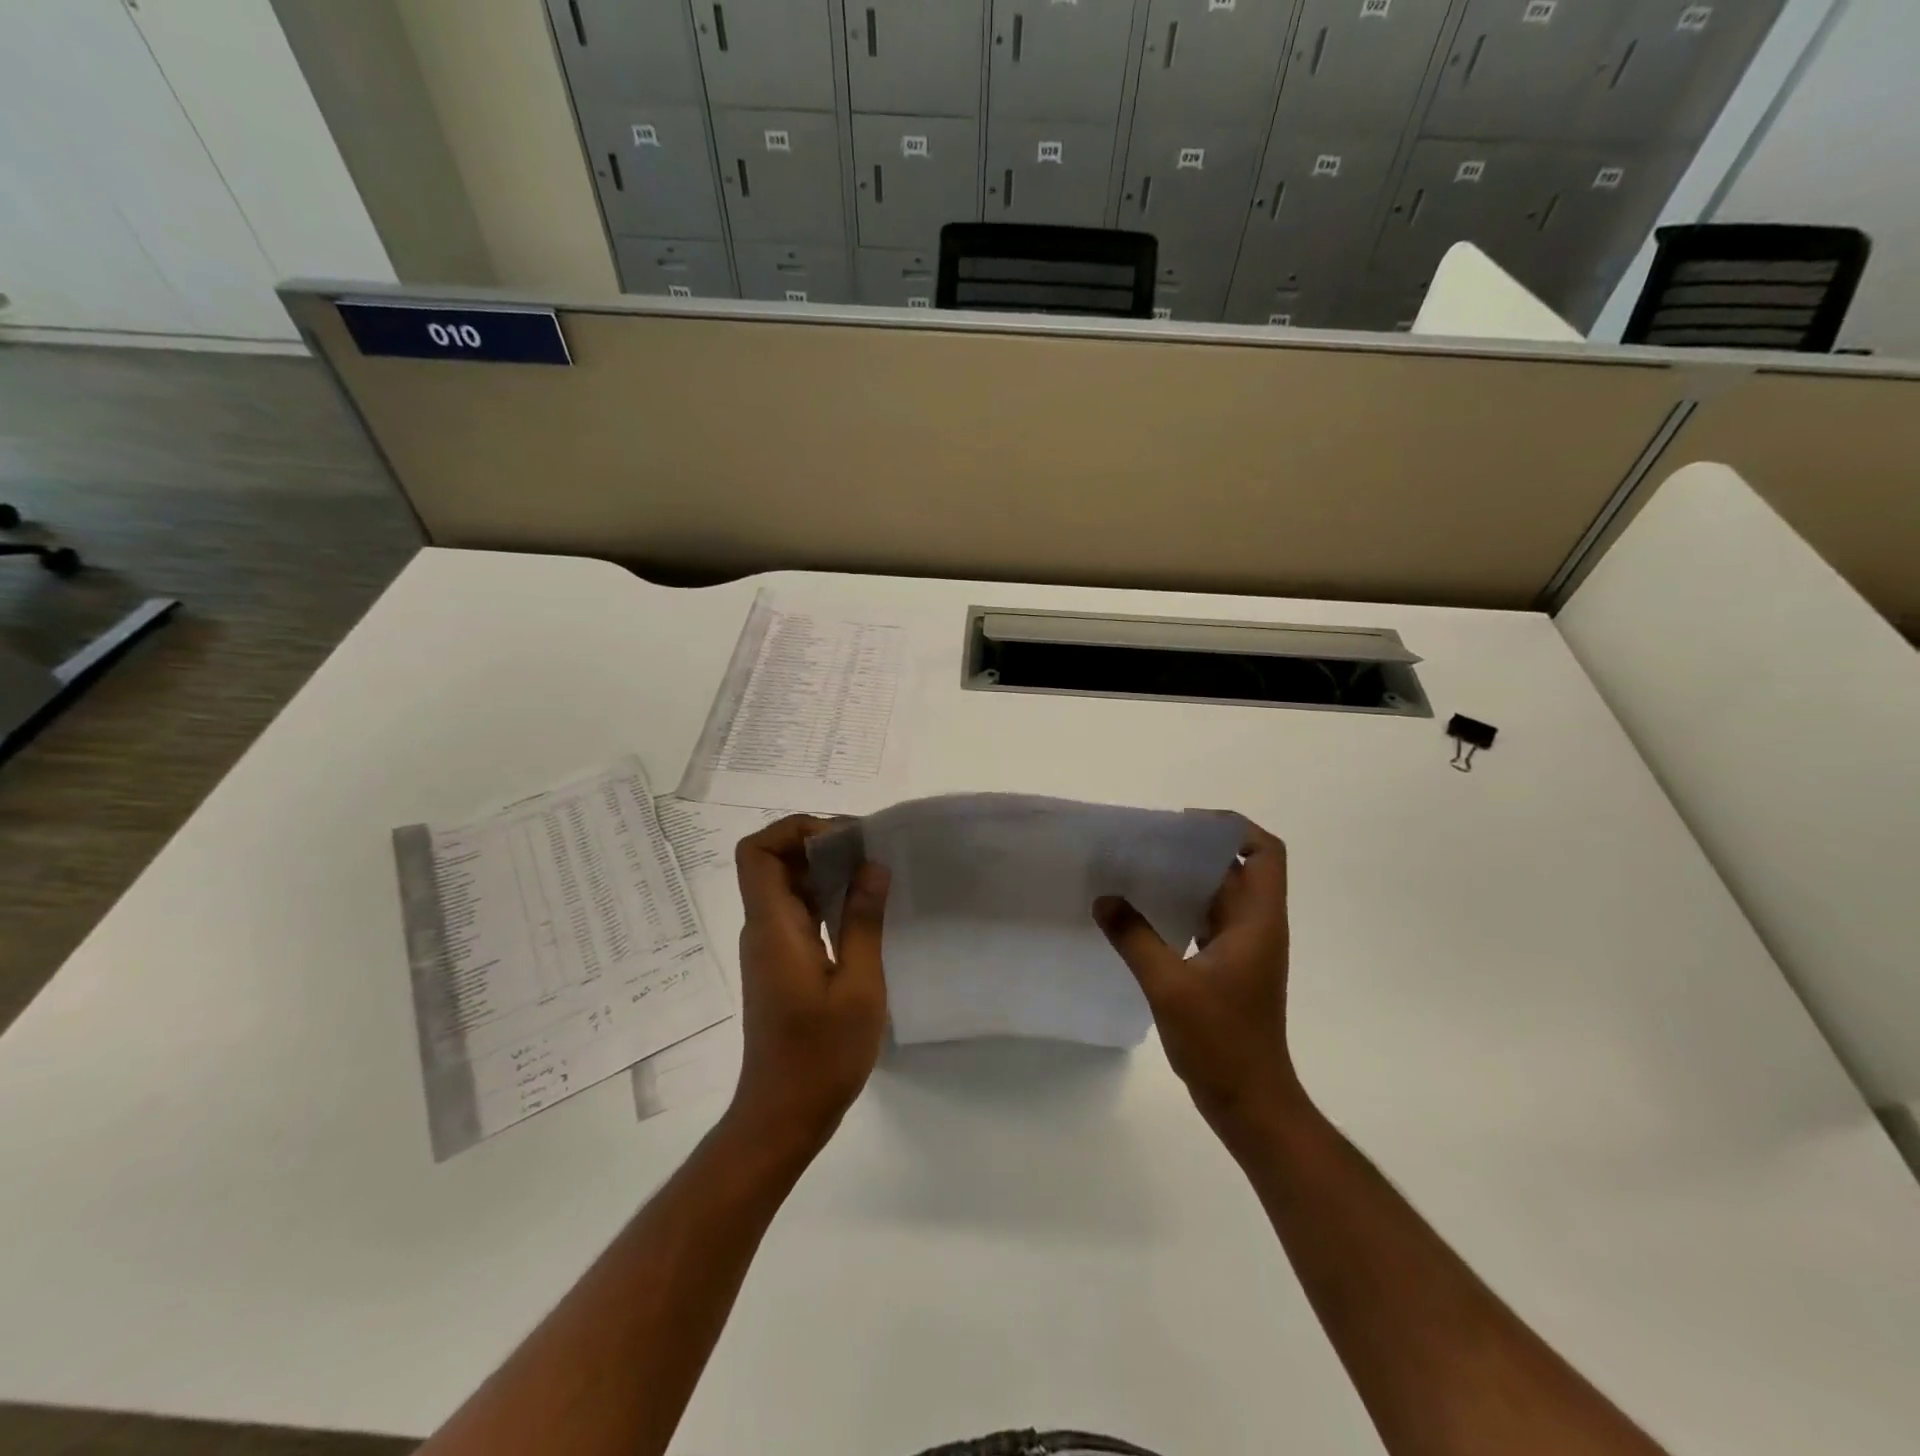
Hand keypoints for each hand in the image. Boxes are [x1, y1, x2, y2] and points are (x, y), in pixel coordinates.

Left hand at [729, 815, 890, 1154]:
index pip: (757, 852)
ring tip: (873, 874)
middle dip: (817, 844)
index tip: (843, 838)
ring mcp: (770, 948)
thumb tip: (872, 866)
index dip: (794, 829)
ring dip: (824, 871)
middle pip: (773, 862)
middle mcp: (763, 929)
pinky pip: (797, 912)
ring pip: (786, 886)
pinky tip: (862, 911)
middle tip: (867, 851)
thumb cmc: (822, 1054)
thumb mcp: (858, 986)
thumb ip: (862, 921)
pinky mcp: (781, 965)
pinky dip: (825, 899)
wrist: (784, 1115)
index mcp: (774, 928)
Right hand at [1094, 819, 1297, 1125]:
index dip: (1232, 827)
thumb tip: (1104, 899)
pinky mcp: (1227, 968)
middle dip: (1193, 850)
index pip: (1264, 852)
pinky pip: (1204, 922)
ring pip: (1217, 895)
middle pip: (1234, 869)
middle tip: (1145, 844)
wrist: (1250, 1102)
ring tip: (1136, 871)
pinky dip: (1178, 909)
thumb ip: (1135, 938)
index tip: (1185, 825)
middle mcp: (1255, 927)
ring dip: (1184, 880)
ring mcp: (1242, 949)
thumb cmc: (1221, 1042)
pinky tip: (1140, 915)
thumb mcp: (1171, 986)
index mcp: (1257, 921)